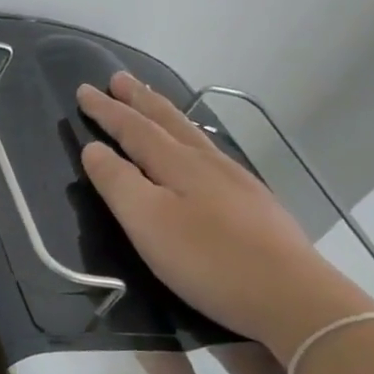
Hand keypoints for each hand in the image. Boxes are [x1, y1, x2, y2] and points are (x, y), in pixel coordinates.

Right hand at [75, 73, 373, 357]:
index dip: (107, 111)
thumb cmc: (207, 259)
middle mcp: (208, 163)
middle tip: (119, 78)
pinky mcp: (252, 204)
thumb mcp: (147, 222)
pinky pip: (211, 154)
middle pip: (168, 123)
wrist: (290, 295)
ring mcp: (235, 181)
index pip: (134, 128)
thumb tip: (93, 149)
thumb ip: (118, 183)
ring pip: (193, 136)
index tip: (84, 91)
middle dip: (140, 100)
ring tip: (152, 102)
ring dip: (166, 115)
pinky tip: (195, 150)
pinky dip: (191, 140)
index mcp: (178, 165)